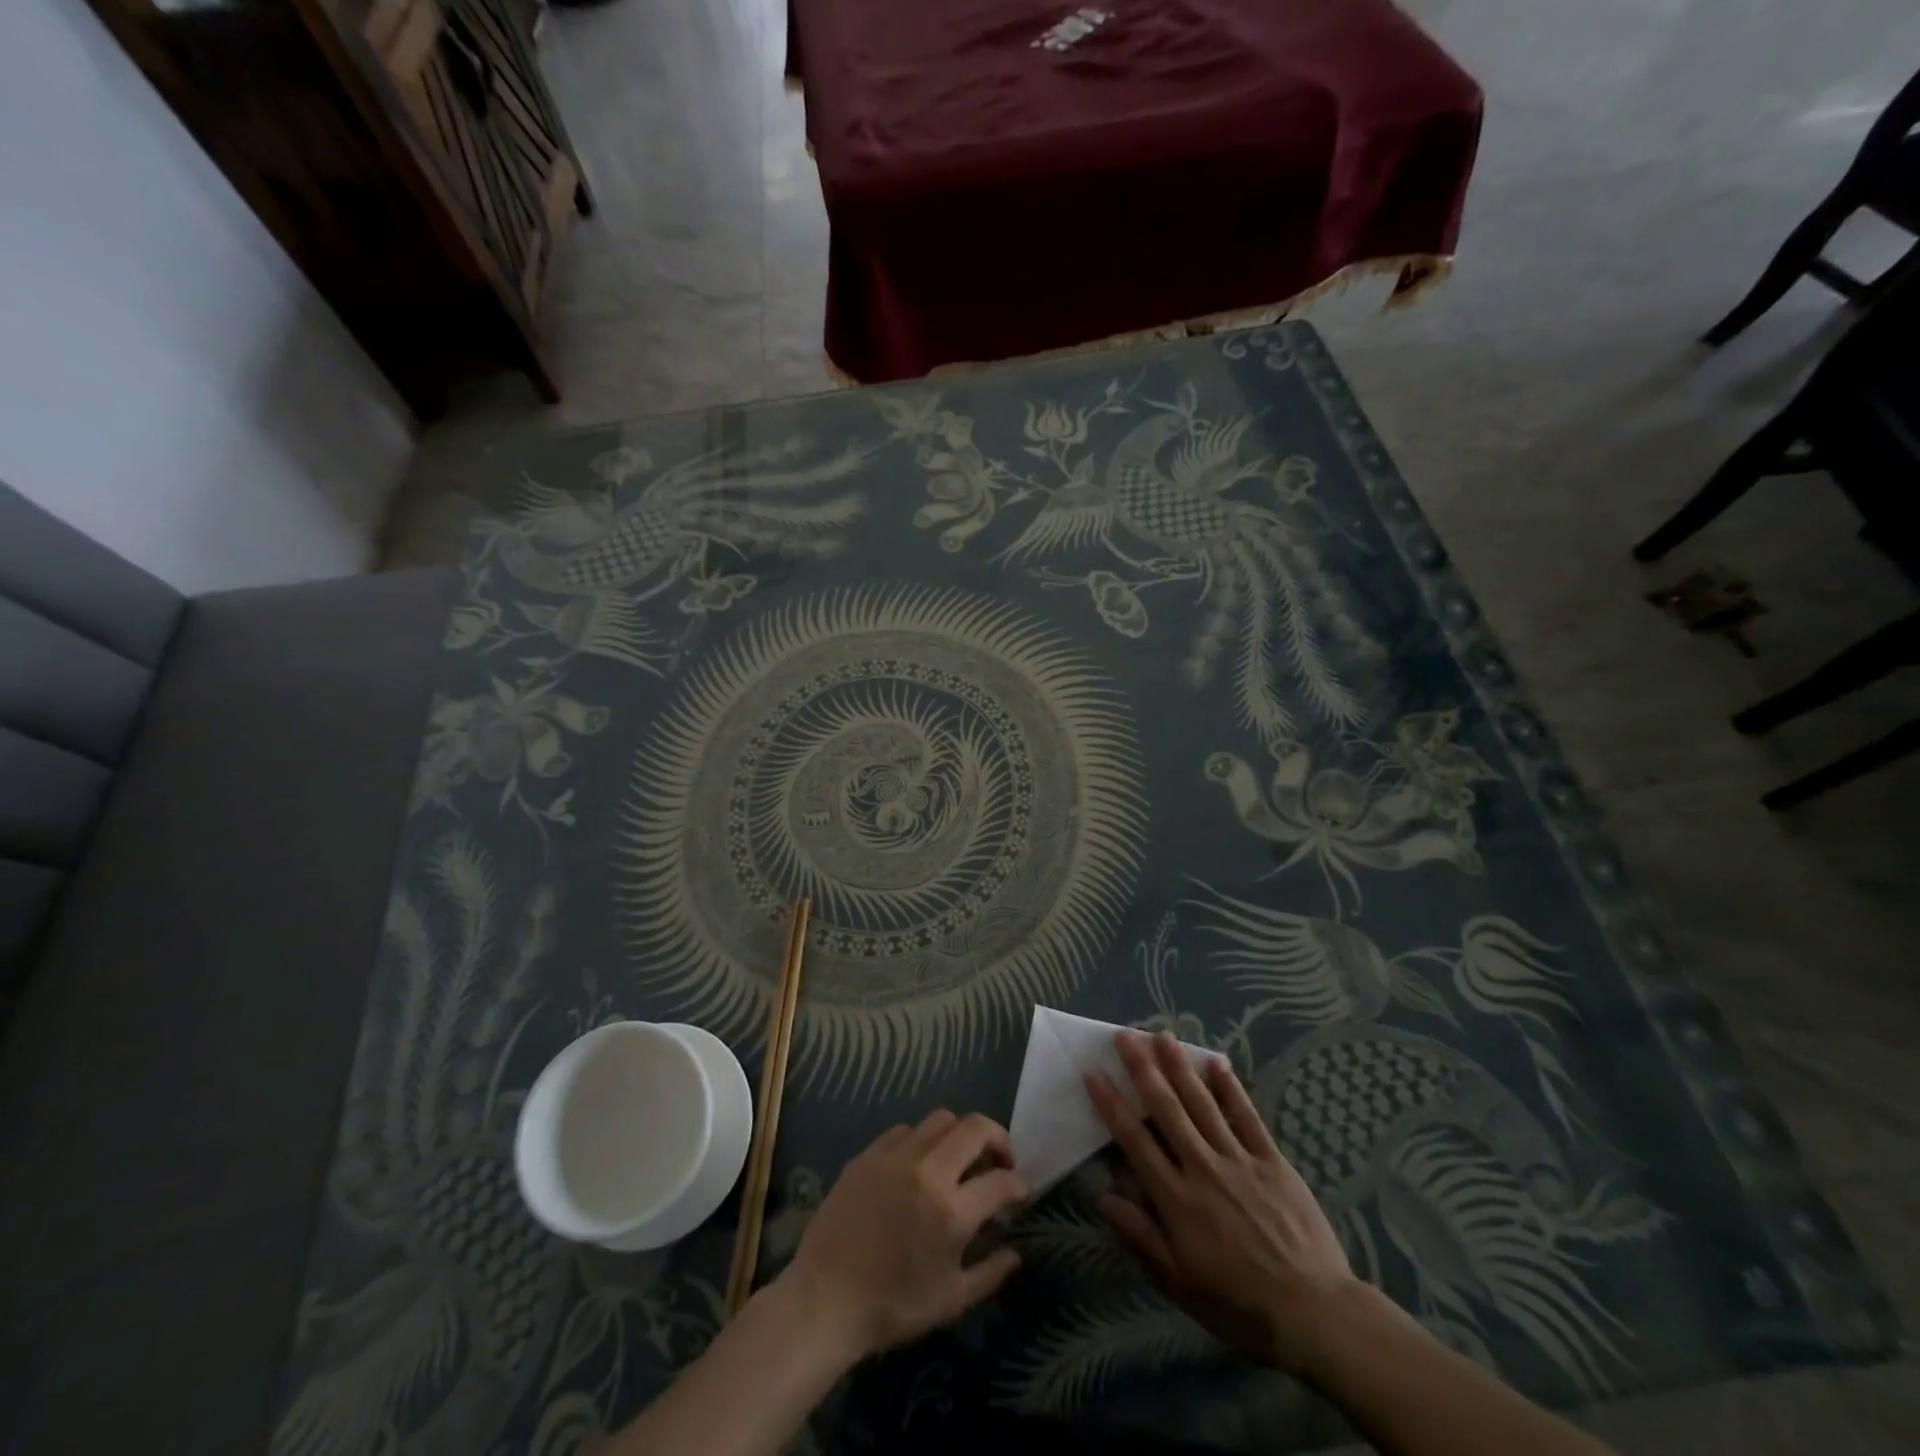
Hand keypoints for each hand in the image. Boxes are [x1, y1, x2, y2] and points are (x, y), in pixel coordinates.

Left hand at [777, 1111, 1028, 1360]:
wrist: (824, 1300)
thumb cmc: (892, 1307)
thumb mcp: (950, 1301)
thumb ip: (990, 1272)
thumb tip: (1015, 1252)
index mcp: (952, 1210)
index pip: (1001, 1180)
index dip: (1019, 1184)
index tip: (1020, 1191)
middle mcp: (927, 1171)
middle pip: (975, 1128)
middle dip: (997, 1139)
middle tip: (999, 1161)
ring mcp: (895, 1157)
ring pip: (941, 1120)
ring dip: (960, 1135)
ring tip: (959, 1159)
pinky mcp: (868, 1154)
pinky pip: (905, 1130)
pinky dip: (922, 1141)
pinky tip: (918, 1165)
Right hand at [1086, 1031, 1360, 1373]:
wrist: (1315, 1314)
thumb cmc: (1240, 1306)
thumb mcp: (1180, 1284)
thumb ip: (1141, 1236)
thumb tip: (1103, 1196)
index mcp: (1176, 1199)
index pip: (1134, 1140)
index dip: (1111, 1104)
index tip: (1093, 1072)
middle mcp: (1202, 1168)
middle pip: (1166, 1109)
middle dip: (1142, 1069)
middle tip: (1125, 1035)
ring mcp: (1239, 1160)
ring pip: (1202, 1103)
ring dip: (1180, 1067)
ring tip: (1163, 1035)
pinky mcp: (1272, 1162)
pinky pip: (1248, 1117)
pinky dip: (1231, 1088)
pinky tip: (1217, 1062)